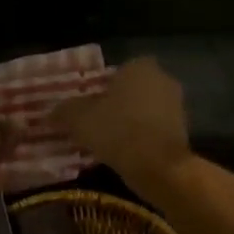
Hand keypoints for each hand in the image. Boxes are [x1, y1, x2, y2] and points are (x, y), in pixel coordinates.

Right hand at [50, 58, 191, 191]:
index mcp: (139, 67)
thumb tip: (50, 113)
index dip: (100, 87)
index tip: (87, 105)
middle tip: (94, 123)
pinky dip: (142, 138)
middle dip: (116, 104)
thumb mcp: (79, 119)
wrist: (158, 166)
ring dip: (130, 122)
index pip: (116, 71)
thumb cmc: (117, 131)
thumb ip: (64, 111)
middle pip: (131, 90)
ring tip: (108, 141)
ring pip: (144, 110)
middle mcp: (163, 79)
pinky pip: (154, 129)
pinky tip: (126, 153)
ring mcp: (177, 105)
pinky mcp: (183, 130)